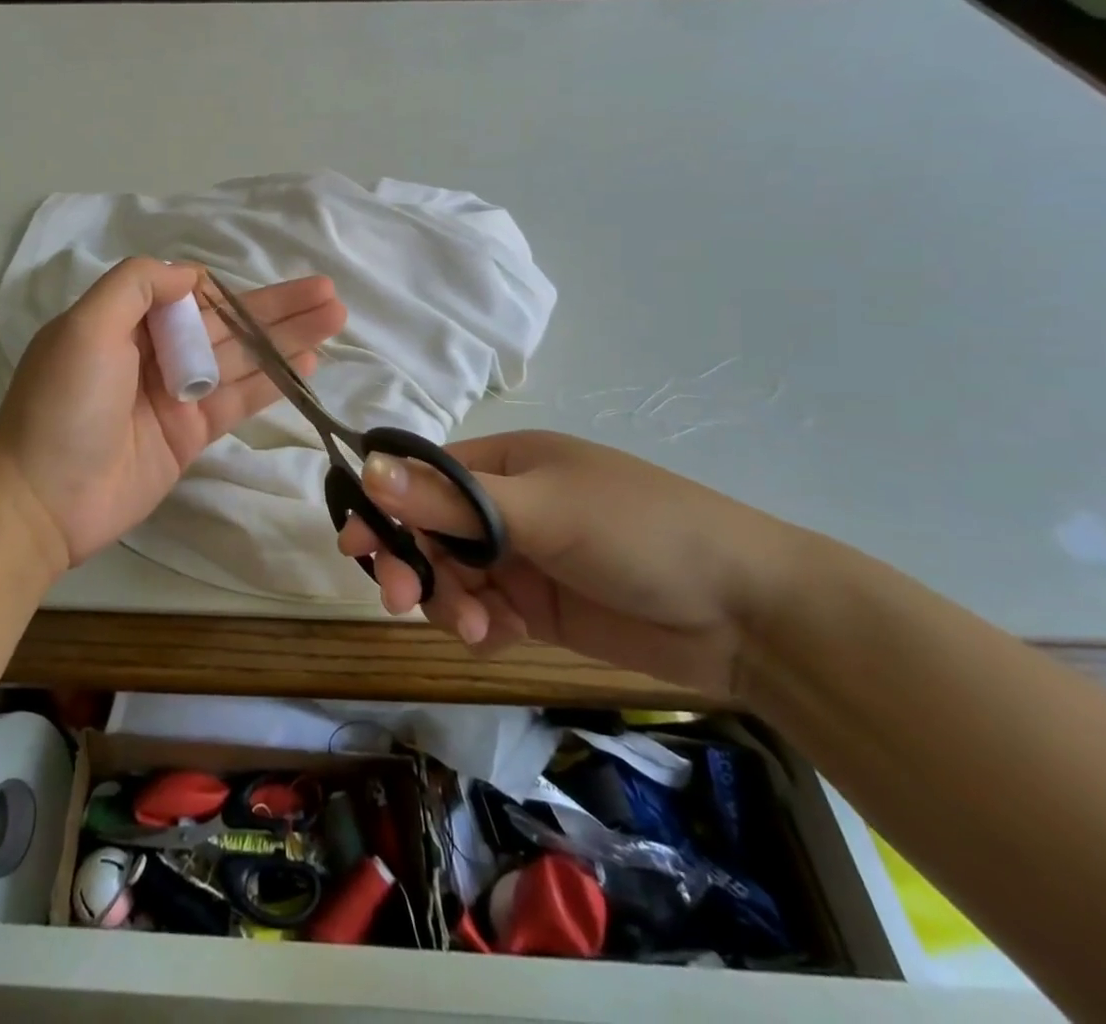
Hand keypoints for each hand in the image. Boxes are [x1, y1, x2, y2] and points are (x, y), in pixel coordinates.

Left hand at [0, 257, 347, 571]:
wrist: (42, 502)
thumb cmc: (62, 406)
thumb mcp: (84, 328)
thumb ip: (135, 287)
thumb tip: (191, 275)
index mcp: (123, 322)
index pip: (188, 295)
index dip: (229, 289)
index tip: (262, 289)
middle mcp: (153, 353)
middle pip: (225, 324)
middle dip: (276, 308)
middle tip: (328, 293)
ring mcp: (175, 395)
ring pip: (241, 358)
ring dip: (287, 339)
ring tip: (334, 317)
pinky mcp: (190, 434)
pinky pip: (238, 399)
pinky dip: (272, 381)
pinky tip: (309, 363)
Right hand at [337, 431, 804, 699]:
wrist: (747, 614)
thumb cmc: (640, 532)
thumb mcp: (542, 510)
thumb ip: (451, 499)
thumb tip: (368, 466)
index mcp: (504, 464)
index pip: (422, 478)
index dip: (386, 507)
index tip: (357, 547)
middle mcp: (505, 506)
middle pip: (429, 531)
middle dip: (415, 565)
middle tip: (404, 602)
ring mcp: (522, 559)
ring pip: (451, 578)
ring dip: (451, 604)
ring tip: (483, 630)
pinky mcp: (538, 608)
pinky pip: (483, 615)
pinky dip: (481, 630)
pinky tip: (504, 641)